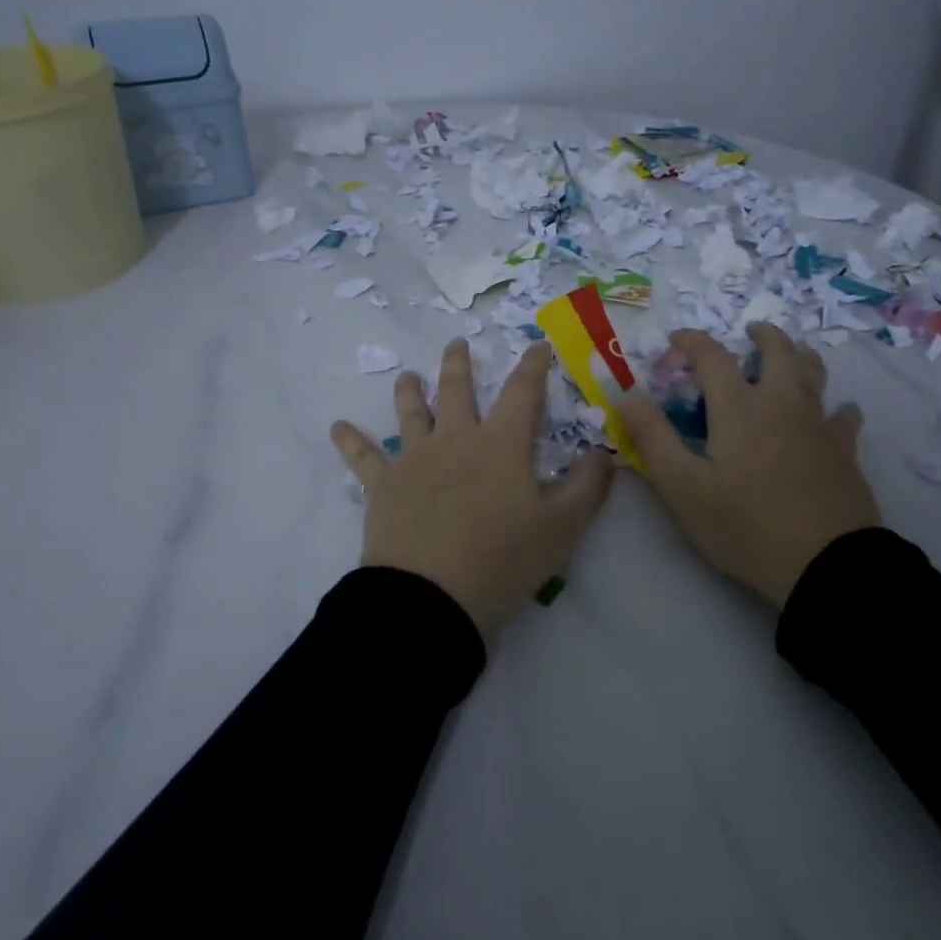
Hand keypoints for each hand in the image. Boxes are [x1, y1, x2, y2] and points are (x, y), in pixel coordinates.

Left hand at [332, 339, 615, 637]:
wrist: (431, 596)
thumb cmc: (502, 560)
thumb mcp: (562, 528)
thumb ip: (588, 486)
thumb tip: (603, 451)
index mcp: (501, 444)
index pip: (522, 392)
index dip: (532, 366)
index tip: (537, 346)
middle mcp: (456, 439)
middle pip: (457, 390)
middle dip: (459, 364)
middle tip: (457, 344)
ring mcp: (414, 459)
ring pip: (410, 412)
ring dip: (410, 390)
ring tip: (408, 375)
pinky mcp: (383, 486)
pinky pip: (362, 456)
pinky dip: (350, 440)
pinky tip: (337, 427)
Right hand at [614, 324, 880, 610]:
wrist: (826, 566)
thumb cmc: (745, 526)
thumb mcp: (683, 487)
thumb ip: (652, 437)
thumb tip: (627, 394)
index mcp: (739, 408)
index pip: (713, 357)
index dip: (691, 342)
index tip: (675, 341)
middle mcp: (782, 403)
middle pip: (777, 351)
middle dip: (760, 335)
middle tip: (748, 332)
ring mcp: (819, 425)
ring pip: (814, 373)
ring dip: (798, 356)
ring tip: (788, 356)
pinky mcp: (845, 451)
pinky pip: (844, 415)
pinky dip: (836, 406)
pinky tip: (835, 412)